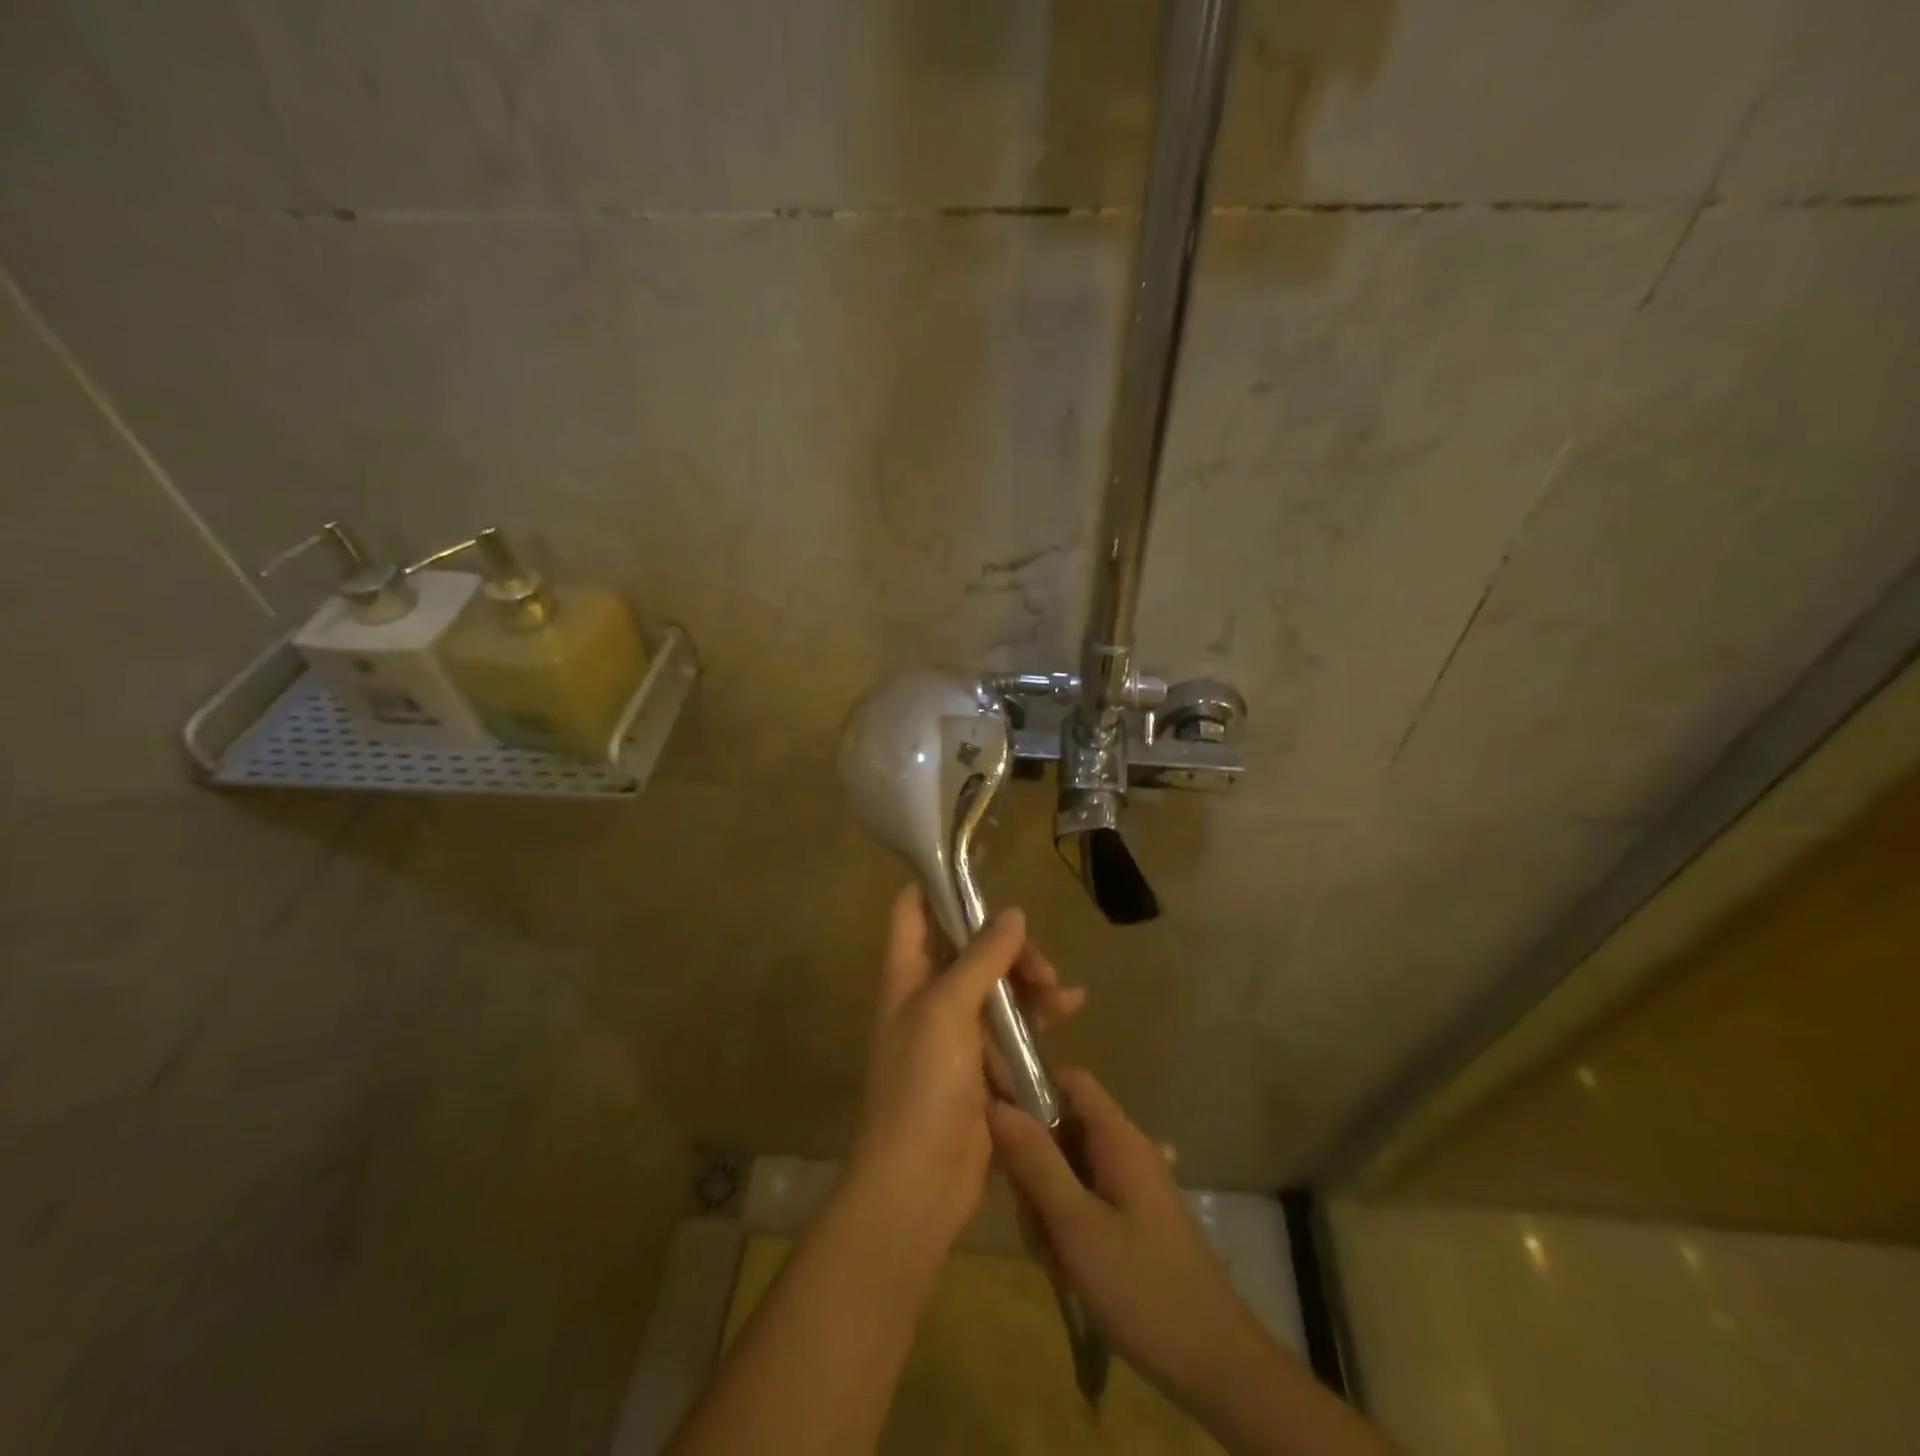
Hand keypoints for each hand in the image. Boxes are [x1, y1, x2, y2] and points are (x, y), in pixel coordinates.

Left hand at [847, 885, 1084, 1253]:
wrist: (918, 1186)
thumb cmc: (921, 1087)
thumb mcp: (946, 1011)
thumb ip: (980, 958)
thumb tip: (1012, 912)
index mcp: (907, 975)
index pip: (913, 910)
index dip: (938, 885)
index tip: (980, 872)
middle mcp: (930, 996)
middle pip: (968, 946)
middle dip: (1007, 945)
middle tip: (1039, 964)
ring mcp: (958, 1031)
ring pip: (998, 985)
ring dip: (1030, 980)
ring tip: (1060, 993)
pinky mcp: (984, 1064)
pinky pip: (1014, 1025)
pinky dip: (1040, 1014)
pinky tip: (1071, 1009)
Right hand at [987, 1069, 1260, 1414]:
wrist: (1216, 1364)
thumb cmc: (1142, 1286)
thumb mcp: (1076, 1225)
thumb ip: (1035, 1161)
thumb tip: (996, 1103)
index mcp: (1118, 1137)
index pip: (1069, 1080)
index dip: (1032, 1089)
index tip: (1000, 1128)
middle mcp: (1127, 1150)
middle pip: (1063, 1129)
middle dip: (1035, 1168)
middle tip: (1033, 1221)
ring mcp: (1134, 1186)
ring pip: (1070, 1171)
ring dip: (1050, 1207)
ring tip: (1054, 1259)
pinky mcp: (1136, 1220)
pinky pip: (1088, 1202)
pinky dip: (1070, 1227)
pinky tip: (1070, 1270)